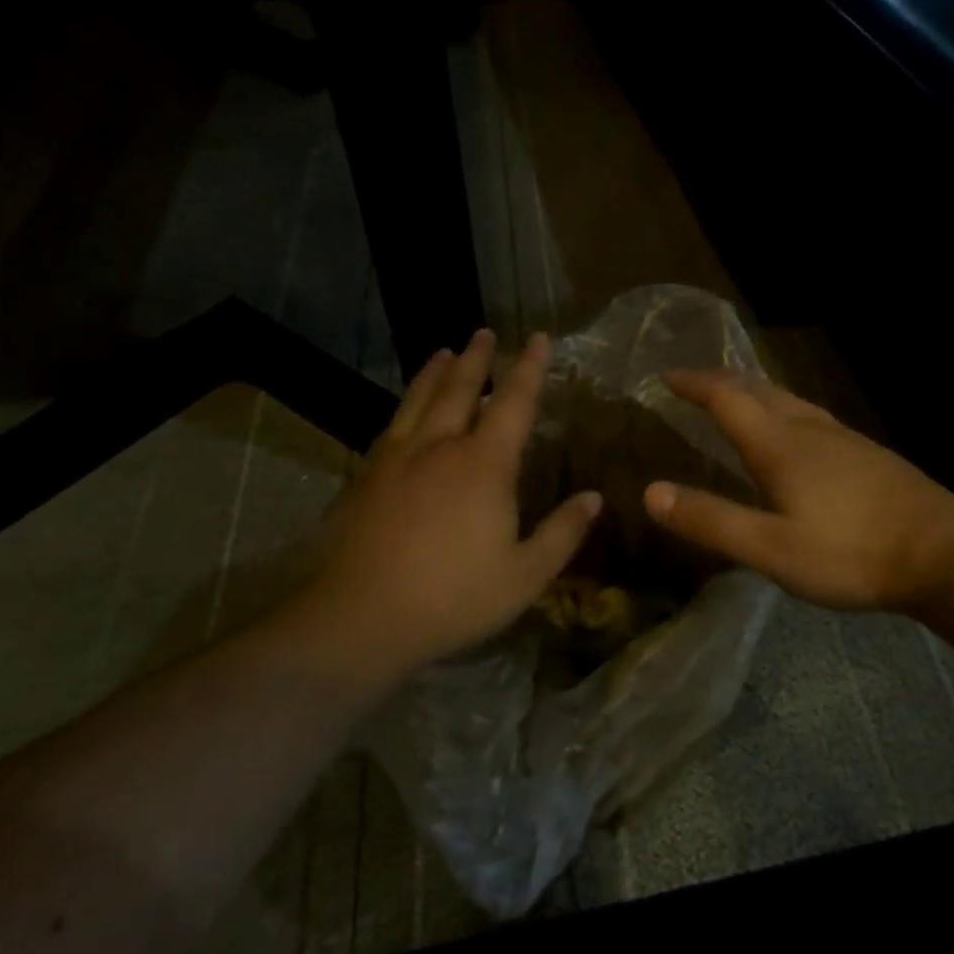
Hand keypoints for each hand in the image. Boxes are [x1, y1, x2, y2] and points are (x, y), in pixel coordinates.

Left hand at [297, 330, 601, 673]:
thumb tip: (594, 498)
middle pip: (460, 388)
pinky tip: (405, 410)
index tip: (538, 338)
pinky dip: (406, 404)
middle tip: (483, 333)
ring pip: (420, 400)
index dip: (530, 368)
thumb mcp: (524, 575)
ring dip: (436, 372)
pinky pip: (392, 425)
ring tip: (444, 352)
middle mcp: (440, 447)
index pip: (514, 402)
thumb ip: (562, 533)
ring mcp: (397, 459)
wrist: (358, 620)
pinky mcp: (366, 477)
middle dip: (477, 358)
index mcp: (484, 465)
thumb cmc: (452, 598)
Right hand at [642, 370, 953, 610]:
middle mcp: (808, 429)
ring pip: (789, 400)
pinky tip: (795, 433)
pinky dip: (784, 409)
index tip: (667, 375)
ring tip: (737, 397)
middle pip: (758, 390)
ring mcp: (843, 438)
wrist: (943, 552)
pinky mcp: (866, 453)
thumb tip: (651, 492)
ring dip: (755, 392)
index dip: (695, 383)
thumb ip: (712, 521)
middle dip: (722, 381)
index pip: (727, 398)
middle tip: (695, 382)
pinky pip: (811, 415)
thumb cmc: (851, 552)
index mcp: (780, 445)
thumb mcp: (771, 549)